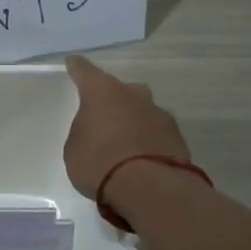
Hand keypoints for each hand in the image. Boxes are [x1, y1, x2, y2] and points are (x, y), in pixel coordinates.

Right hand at [63, 54, 190, 202]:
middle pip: (120, 90)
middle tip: (102, 116)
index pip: (85, 71)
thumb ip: (84, 132)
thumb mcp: (75, 148)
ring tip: (123, 142)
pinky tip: (141, 157)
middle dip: (112, 100)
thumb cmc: (100, 163)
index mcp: (102, 92)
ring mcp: (159, 114)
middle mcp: (133, 95)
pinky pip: (156, 132)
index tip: (73, 62)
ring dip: (133, 120)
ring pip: (142, 110)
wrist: (150, 188)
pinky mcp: (177, 136)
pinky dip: (148, 140)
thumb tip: (95, 130)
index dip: (77, 67)